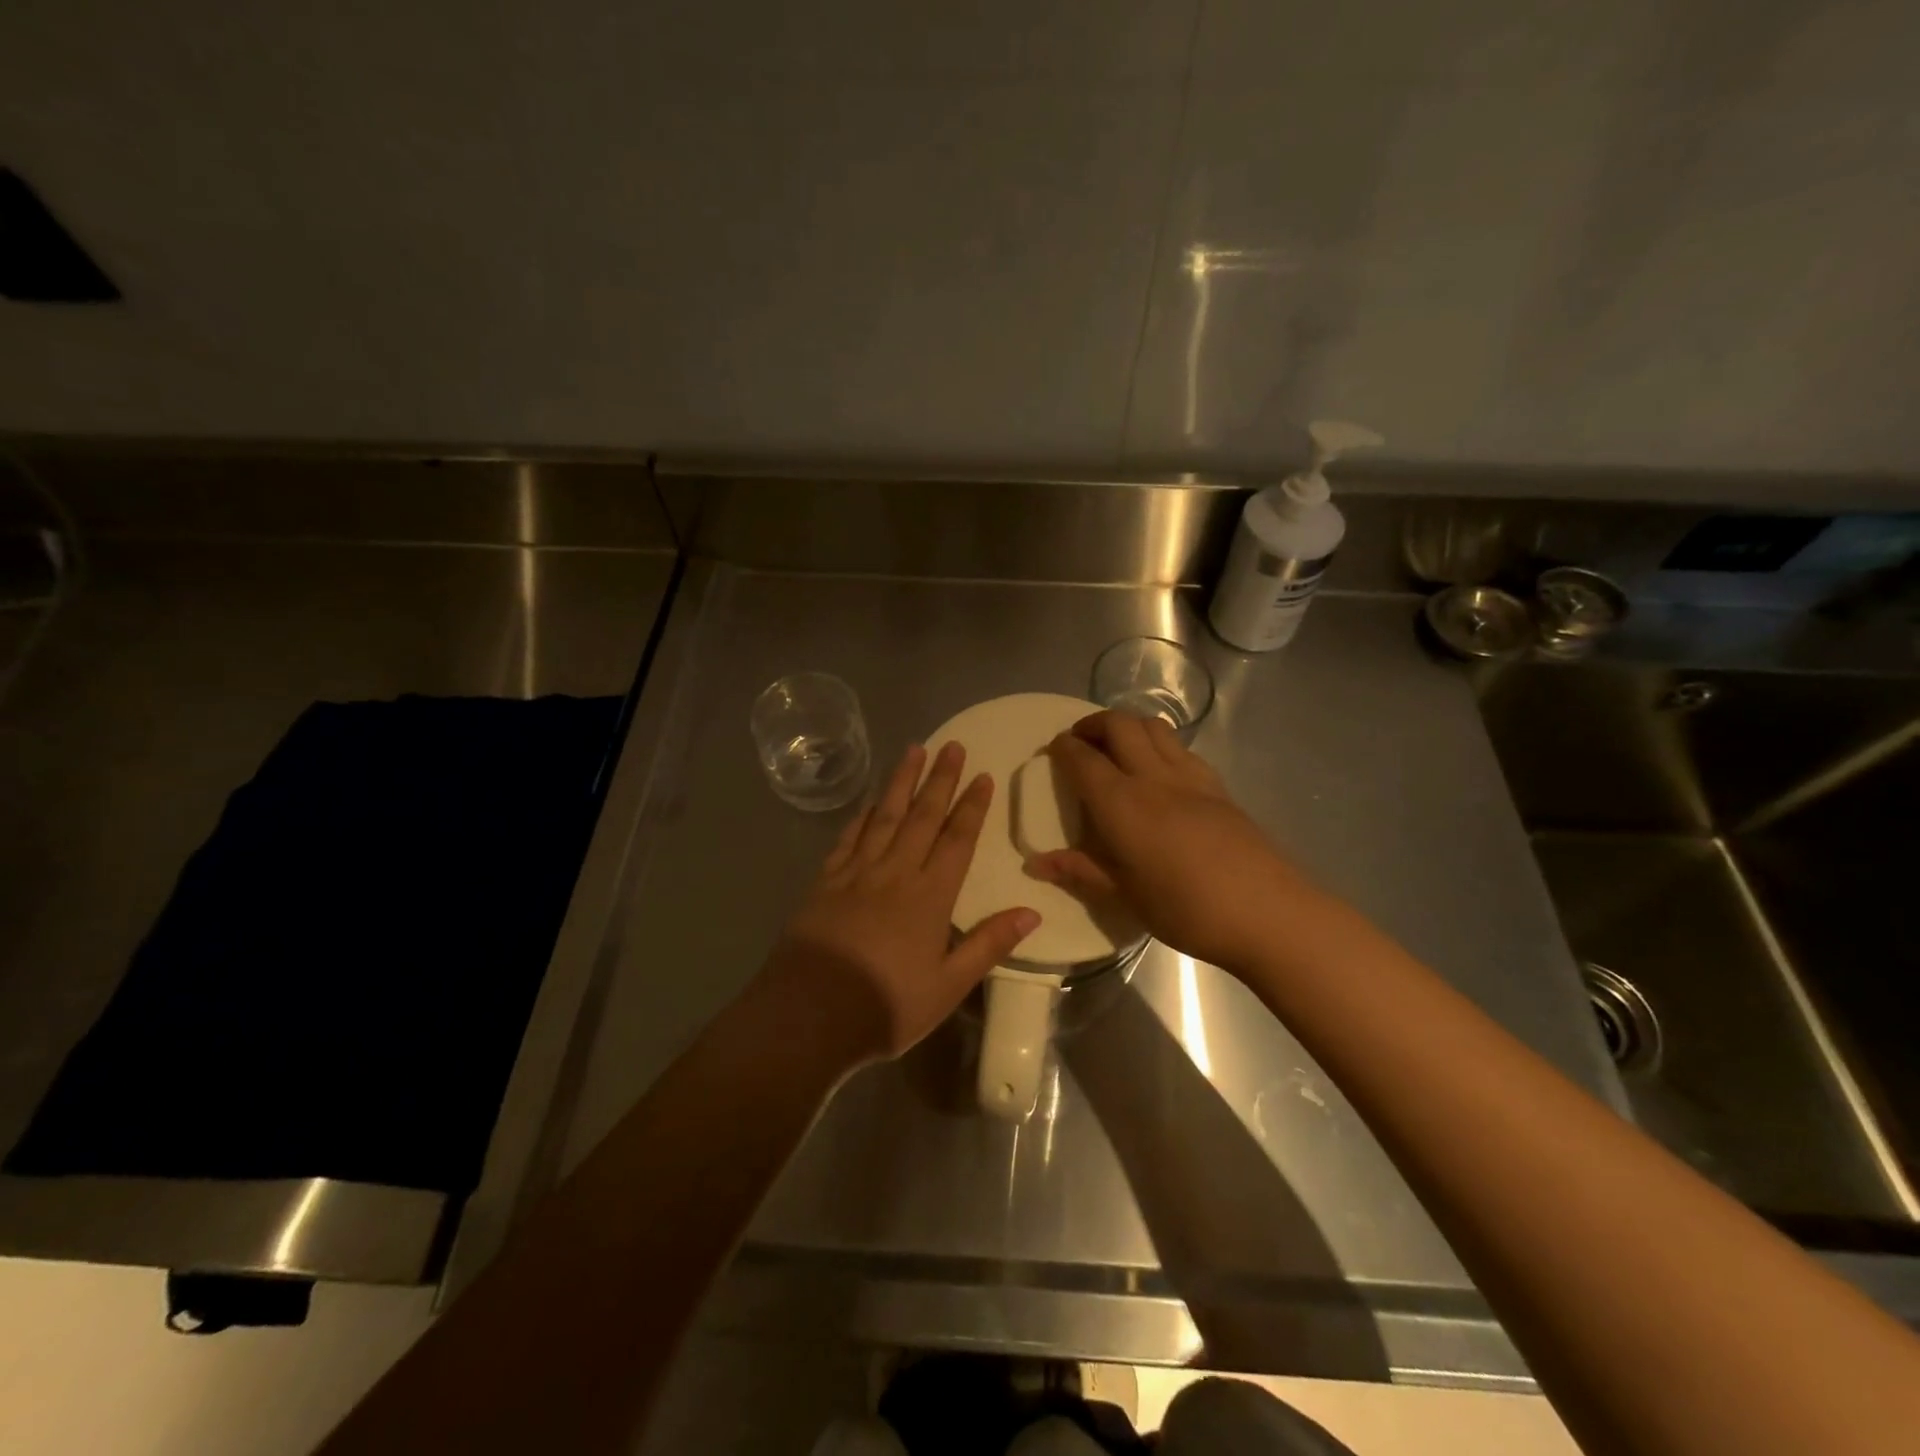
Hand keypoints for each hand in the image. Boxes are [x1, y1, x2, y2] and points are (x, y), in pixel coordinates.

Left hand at [762, 741, 1040, 1064]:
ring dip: (901, 782)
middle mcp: (895, 873)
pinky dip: (861, 816)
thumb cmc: (886, 1006)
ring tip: (913, 750)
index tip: (982, 776)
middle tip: (952, 745)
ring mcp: (856, 874)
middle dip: (940, 779)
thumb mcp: (948, 986)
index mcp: (929, 897)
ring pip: (885, 817)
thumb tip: (1032, 911)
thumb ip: (989, 945)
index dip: (972, 807)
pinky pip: (848, 838)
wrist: (808, 1015)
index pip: (957, 840)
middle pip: (922, 817)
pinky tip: (869, 802)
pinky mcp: (824, 882)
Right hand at [1028, 712, 1301, 972]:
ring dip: (1129, 725)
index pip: (1084, 759)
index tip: (1053, 748)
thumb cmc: (1186, 909)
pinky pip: (1181, 748)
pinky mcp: (1218, 786)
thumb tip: (1037, 862)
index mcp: (1122, 804)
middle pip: (1120, 725)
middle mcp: (1153, 777)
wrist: (1268, 912)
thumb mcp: (1125, 896)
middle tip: (1081, 741)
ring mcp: (1191, 777)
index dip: (1064, 747)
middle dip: (1094, 724)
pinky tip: (1159, 770)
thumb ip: (1081, 870)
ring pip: (1154, 727)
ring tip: (1117, 746)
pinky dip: (1159, 743)